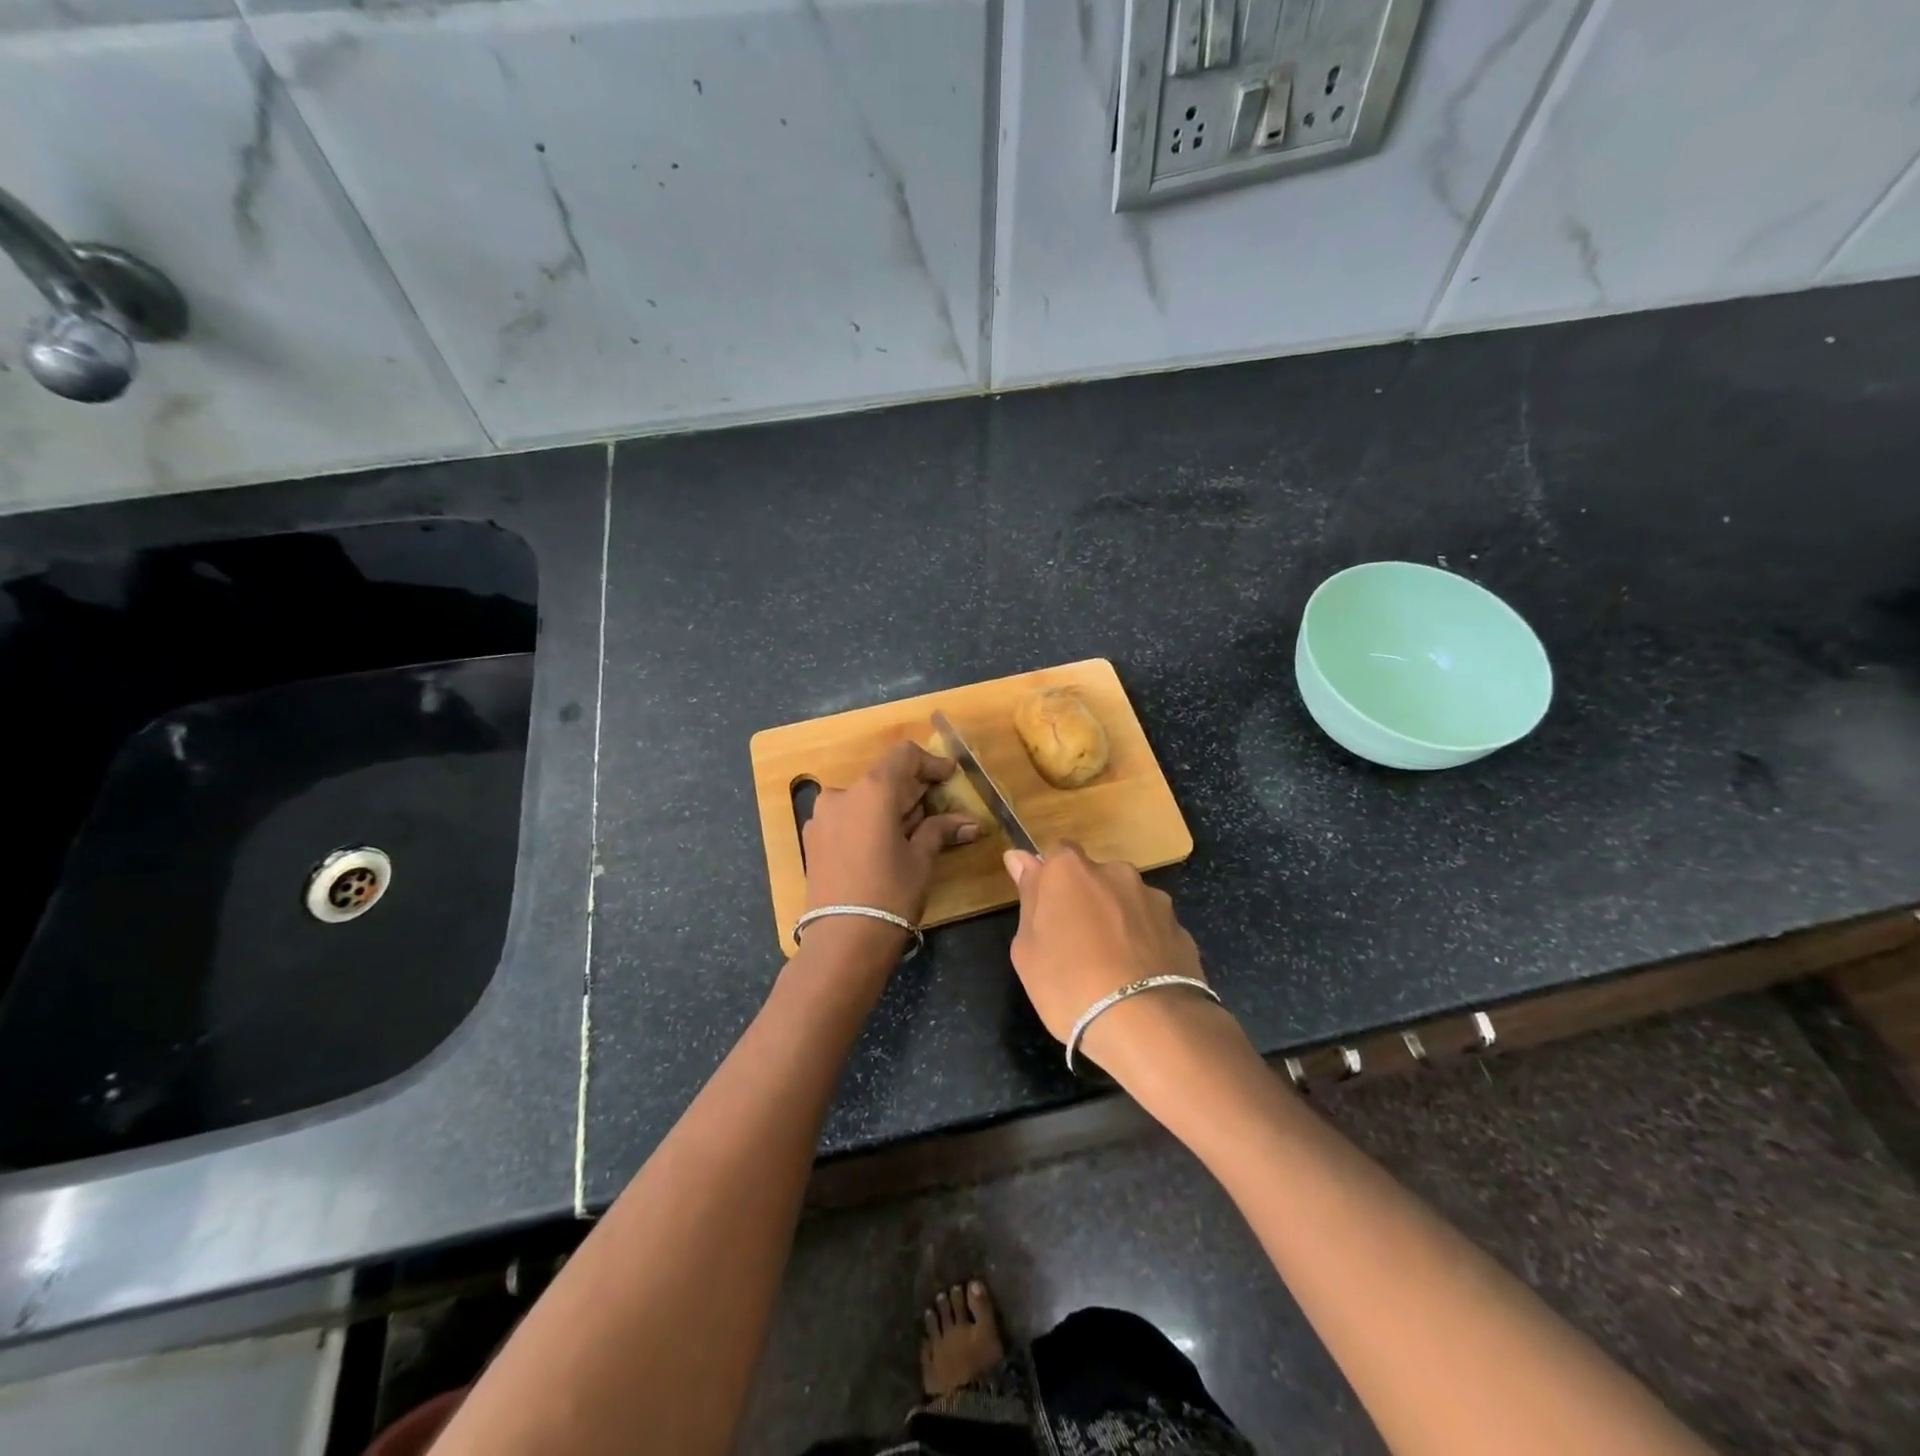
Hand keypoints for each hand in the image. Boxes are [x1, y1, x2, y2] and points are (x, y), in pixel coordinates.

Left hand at [802, 741, 978, 930]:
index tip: (949, 776)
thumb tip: (971, 823)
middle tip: (938, 810)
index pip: (904, 756)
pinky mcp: (813, 839)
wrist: (842, 942)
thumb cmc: (890, 894)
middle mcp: (842, 794)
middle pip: (883, 777)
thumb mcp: (921, 859)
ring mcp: (822, 816)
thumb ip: (941, 830)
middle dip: (912, 790)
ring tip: (913, 833)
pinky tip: (885, 846)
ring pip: (864, 798)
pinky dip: (869, 822)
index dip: (930, 762)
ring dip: (890, 807)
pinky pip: (847, 818)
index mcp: (872, 790)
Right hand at [1003, 844, 1230, 1072]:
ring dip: (1117, 921)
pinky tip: (1138, 980)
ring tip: (1112, 968)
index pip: (1056, 853)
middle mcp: (1115, 872)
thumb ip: (1028, 896)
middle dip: (1086, 900)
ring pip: (1126, 902)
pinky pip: (1152, 929)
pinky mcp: (1180, 928)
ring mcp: (1153, 899)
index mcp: (1070, 870)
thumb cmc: (1069, 984)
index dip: (1050, 880)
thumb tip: (1020, 857)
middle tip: (1075, 945)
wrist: (1147, 1024)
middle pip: (1094, 877)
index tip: (1045, 911)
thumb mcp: (1027, 948)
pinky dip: (1143, 944)